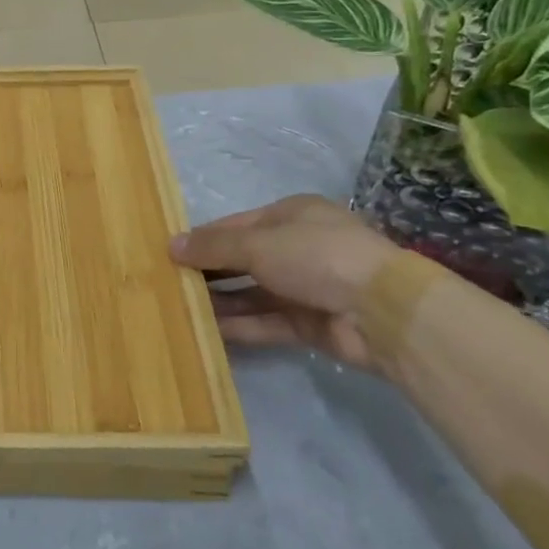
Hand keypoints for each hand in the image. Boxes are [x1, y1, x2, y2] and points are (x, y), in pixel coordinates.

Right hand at [170, 195, 401, 373]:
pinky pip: (265, 322)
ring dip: (219, 301)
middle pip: (242, 260)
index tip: (167, 253)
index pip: (235, 226)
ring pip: (252, 293)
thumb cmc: (317, 257)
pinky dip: (239, 326)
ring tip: (178, 309)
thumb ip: (213, 247)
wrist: (382, 311)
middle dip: (208, 272)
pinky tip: (206, 332)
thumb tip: (171, 245)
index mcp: (291, 216)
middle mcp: (297, 248)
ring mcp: (305, 287)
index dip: (202, 238)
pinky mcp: (309, 324)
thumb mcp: (258, 244)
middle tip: (167, 284)